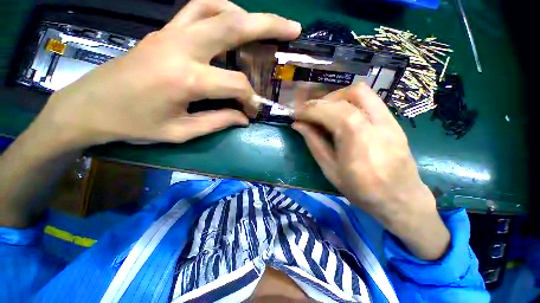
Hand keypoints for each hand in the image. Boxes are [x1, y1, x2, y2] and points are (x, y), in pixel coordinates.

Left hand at [33, 0, 300, 149]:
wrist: (90, 107)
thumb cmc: (134, 125)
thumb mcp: (181, 132)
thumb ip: (218, 122)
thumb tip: (243, 118)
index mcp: (185, 79)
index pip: (236, 84)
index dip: (251, 99)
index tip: (254, 111)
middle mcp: (180, 47)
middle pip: (232, 25)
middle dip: (268, 25)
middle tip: (293, 28)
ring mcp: (169, 33)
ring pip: (215, 8)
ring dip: (245, 14)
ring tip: (263, 25)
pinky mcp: (163, 31)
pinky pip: (197, 9)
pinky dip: (221, 10)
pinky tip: (231, 22)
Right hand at [293, 83, 449, 259]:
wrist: (405, 203)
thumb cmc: (363, 192)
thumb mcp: (330, 171)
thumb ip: (314, 143)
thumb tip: (299, 126)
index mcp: (358, 142)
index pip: (330, 112)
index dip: (309, 109)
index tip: (295, 113)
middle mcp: (376, 125)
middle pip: (347, 96)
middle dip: (322, 100)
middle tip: (308, 112)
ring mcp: (389, 120)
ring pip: (360, 93)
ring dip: (336, 98)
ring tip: (323, 112)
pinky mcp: (393, 121)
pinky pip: (368, 101)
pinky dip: (348, 102)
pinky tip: (340, 115)